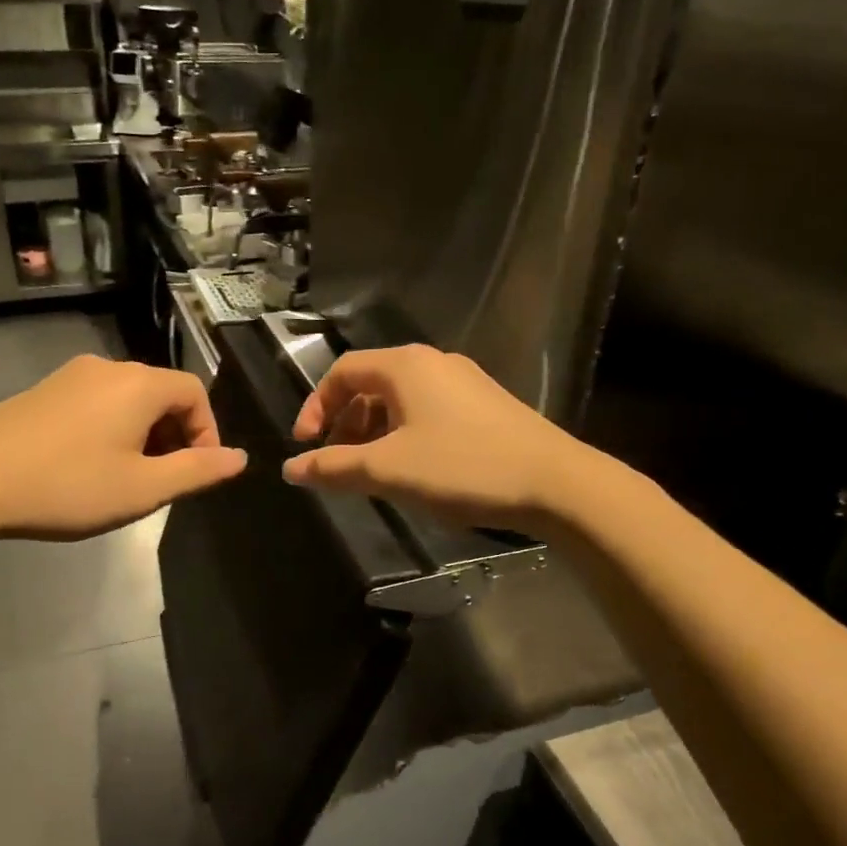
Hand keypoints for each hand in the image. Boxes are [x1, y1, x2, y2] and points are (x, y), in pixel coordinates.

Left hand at [0, 356, 246, 544]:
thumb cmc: (68, 485)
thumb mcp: (144, 488)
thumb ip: (198, 471)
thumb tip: (240, 458)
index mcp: (140, 384)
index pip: (195, 393)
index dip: (207, 432)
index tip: (197, 473)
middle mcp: (109, 368)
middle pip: (162, 393)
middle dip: (174, 436)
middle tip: (162, 481)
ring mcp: (71, 376)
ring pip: (128, 399)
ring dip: (143, 435)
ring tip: (127, 479)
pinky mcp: (43, 391)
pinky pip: (96, 403)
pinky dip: (111, 429)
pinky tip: (88, 466)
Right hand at [282, 344, 597, 529]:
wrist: (555, 483)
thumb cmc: (461, 468)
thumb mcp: (387, 470)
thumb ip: (333, 467)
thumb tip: (291, 468)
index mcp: (405, 366)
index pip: (342, 372)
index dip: (315, 407)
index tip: (305, 446)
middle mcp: (434, 362)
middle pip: (371, 384)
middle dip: (345, 423)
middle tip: (337, 462)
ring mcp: (464, 381)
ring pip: (401, 400)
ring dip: (374, 431)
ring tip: (372, 471)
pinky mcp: (485, 404)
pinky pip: (428, 410)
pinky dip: (405, 433)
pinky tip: (413, 469)